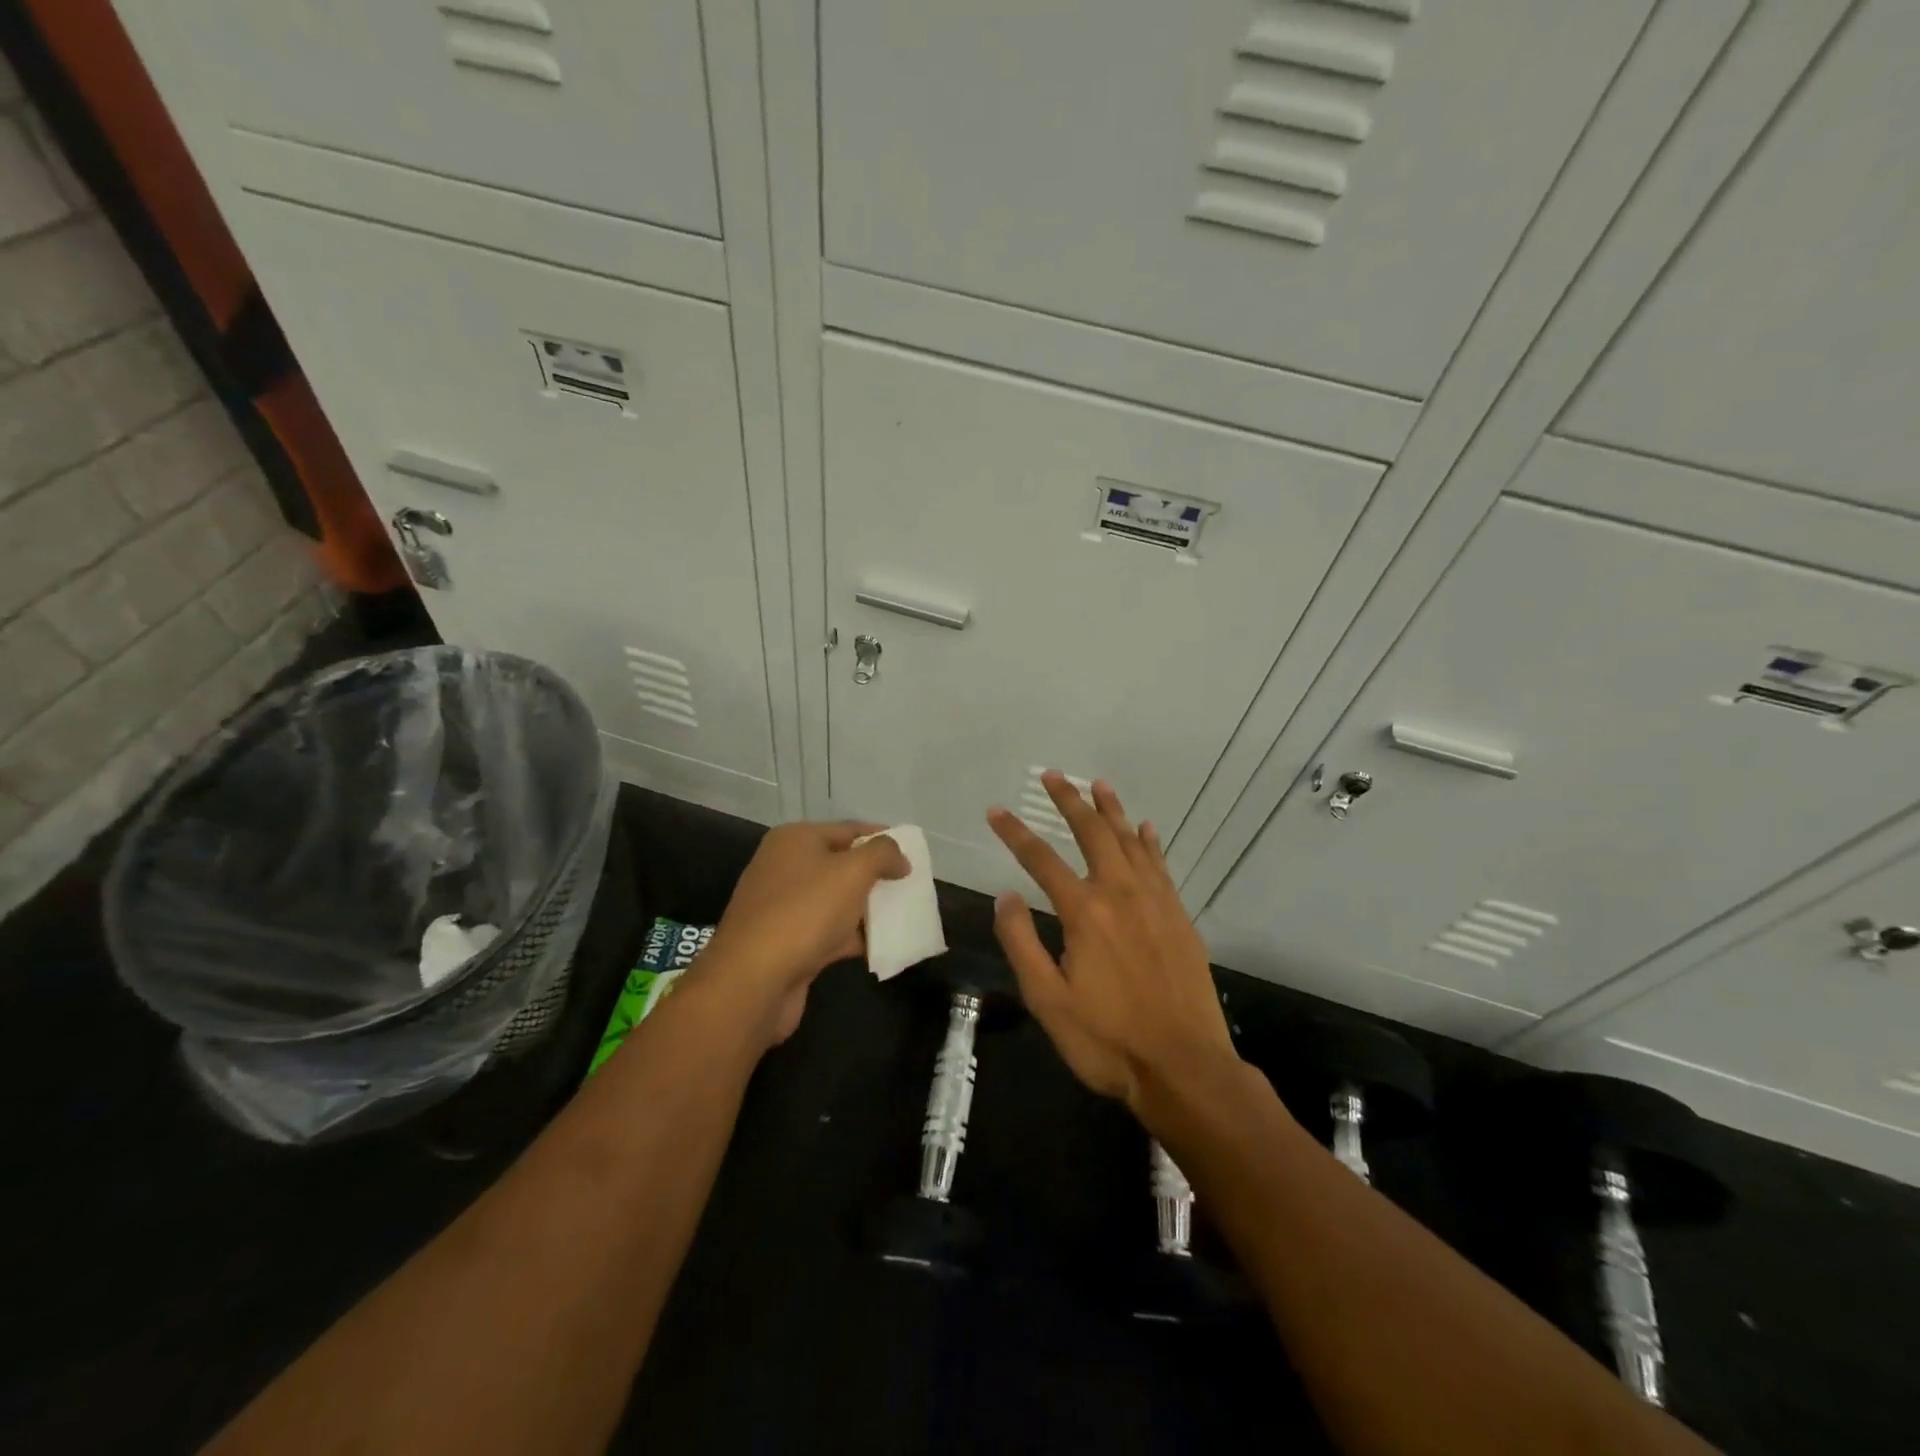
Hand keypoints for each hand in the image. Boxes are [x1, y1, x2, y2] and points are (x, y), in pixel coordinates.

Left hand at [704, 821, 909, 1045]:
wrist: (753, 980)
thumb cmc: (805, 912)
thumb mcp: (853, 871)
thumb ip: (882, 854)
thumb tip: (899, 858)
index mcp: (795, 840)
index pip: (848, 829)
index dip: (882, 838)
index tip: (912, 853)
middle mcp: (784, 867)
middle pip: (841, 864)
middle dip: (876, 876)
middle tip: (910, 886)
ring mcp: (783, 908)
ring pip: (836, 901)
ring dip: (867, 909)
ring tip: (904, 916)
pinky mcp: (786, 944)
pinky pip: (828, 933)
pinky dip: (853, 938)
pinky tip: (882, 947)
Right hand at [987, 774, 1237, 1113]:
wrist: (1184, 1067)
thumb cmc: (1107, 1040)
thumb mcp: (1048, 1000)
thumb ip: (1022, 943)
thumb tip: (1006, 896)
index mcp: (1084, 912)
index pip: (1041, 859)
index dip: (1014, 833)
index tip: (995, 811)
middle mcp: (1120, 893)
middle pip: (1091, 833)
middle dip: (1069, 801)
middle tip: (1052, 775)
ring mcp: (1155, 901)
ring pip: (1129, 841)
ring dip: (1110, 810)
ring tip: (1096, 784)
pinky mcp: (1179, 916)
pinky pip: (1161, 864)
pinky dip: (1149, 841)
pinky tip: (1144, 827)